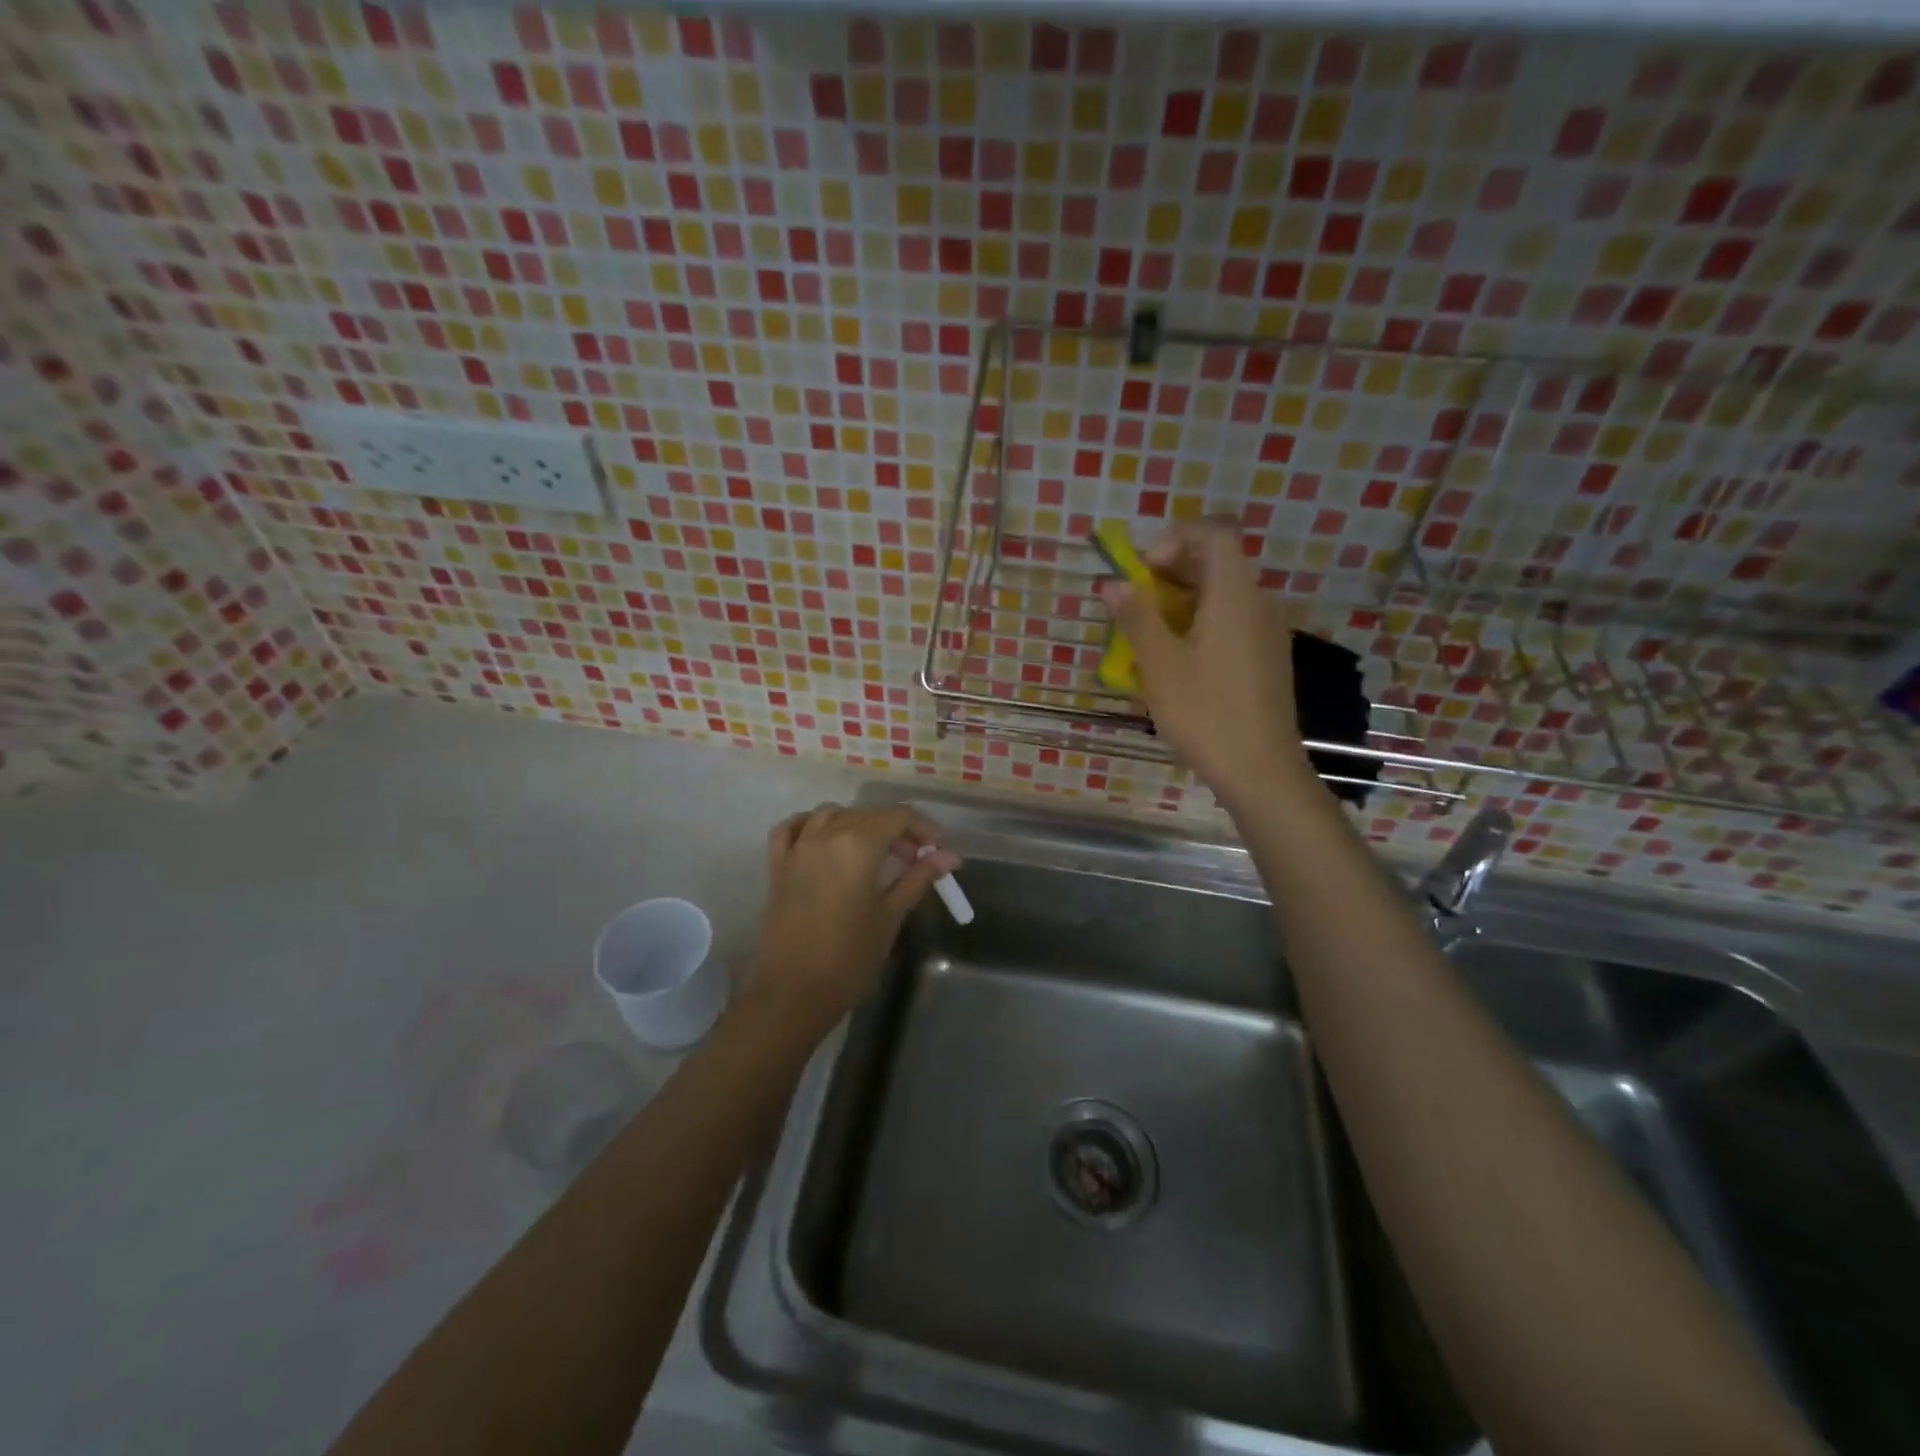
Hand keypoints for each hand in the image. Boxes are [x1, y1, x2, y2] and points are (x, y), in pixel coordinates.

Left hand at [740, 804, 958, 1043]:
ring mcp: (797, 848)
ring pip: (832, 814)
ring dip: (858, 823)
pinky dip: (811, 824)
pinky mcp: (777, 865)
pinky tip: (825, 838)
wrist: (793, 993)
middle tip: (916, 858)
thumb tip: (949, 856)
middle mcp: (825, 835)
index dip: (923, 827)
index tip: (938, 849)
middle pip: (868, 813)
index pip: (898, 816)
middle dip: (896, 829)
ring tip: (875, 851)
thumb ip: (918, 878)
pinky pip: (792, 828)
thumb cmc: (849, 957)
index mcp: (857, 845)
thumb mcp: (890, 915)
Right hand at [1099, 520, 1318, 809]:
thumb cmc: (1205, 713)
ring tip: (1149, 637)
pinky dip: (1202, 625)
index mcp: (1235, 594)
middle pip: (1218, 563)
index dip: (1174, 539)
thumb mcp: (1159, 664)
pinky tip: (1179, 664)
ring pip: (1224, 595)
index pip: (1214, 533)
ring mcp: (1269, 632)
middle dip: (1171, 573)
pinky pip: (1233, 622)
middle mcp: (1259, 603)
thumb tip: (1112, 583)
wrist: (1261, 771)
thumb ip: (1136, 617)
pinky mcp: (1268, 658)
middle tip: (1136, 604)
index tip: (1143, 571)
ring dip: (1183, 602)